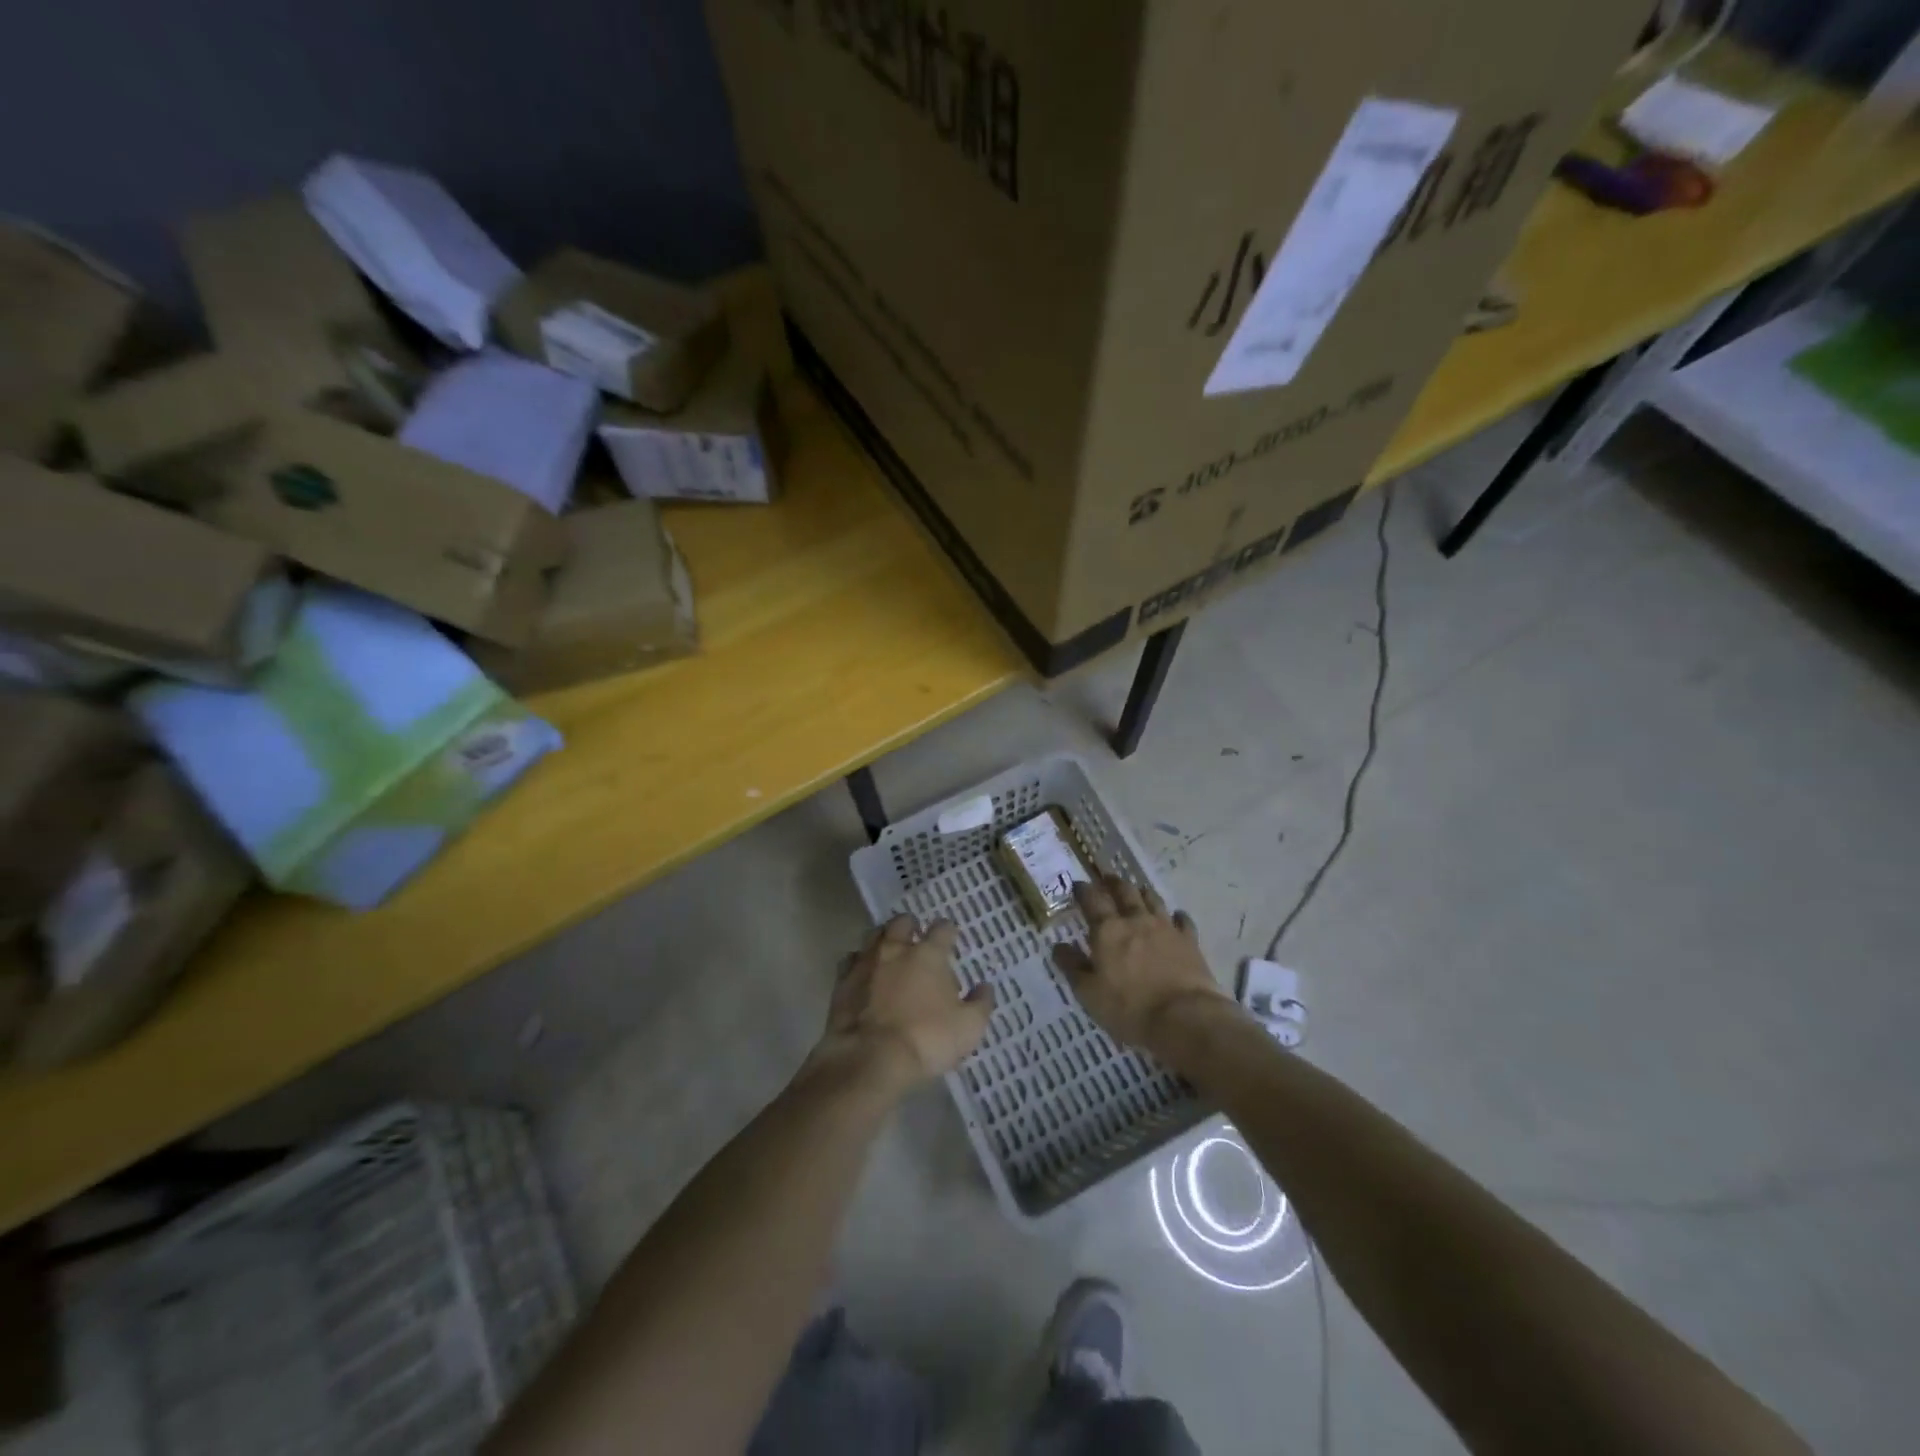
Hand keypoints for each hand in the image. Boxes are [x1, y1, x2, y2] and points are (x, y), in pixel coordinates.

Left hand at [811, 915, 994, 1091]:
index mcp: (928, 954)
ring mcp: (866, 962)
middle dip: (910, 926)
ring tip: (888, 951)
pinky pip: (850, 961)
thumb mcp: (968, 1028)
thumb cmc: (927, 1039)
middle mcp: (896, 949)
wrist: (870, 1058)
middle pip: (902, 923)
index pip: (942, 928)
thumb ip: (980, 1003)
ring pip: (873, 936)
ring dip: (883, 939)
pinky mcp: (842, 981)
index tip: (951, 937)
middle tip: (915, 938)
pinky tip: (863, 974)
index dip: (948, 930)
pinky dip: (858, 963)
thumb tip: (985, 986)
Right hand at [1052, 874, 1233, 1051]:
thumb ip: (1072, 966)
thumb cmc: (1129, 1007)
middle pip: (1124, 892)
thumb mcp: (1088, 993)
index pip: (1092, 900)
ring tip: (1138, 889)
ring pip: (1153, 900)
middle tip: (1108, 878)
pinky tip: (1176, 916)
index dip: (1083, 890)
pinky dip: (1177, 916)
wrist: (1184, 1017)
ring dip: (1143, 892)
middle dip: (1114, 883)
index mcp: (1108, 930)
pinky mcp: (1189, 941)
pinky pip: (1183, 921)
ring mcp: (1165, 928)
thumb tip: (1058, 946)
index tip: (1078, 885)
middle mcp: (1136, 920)